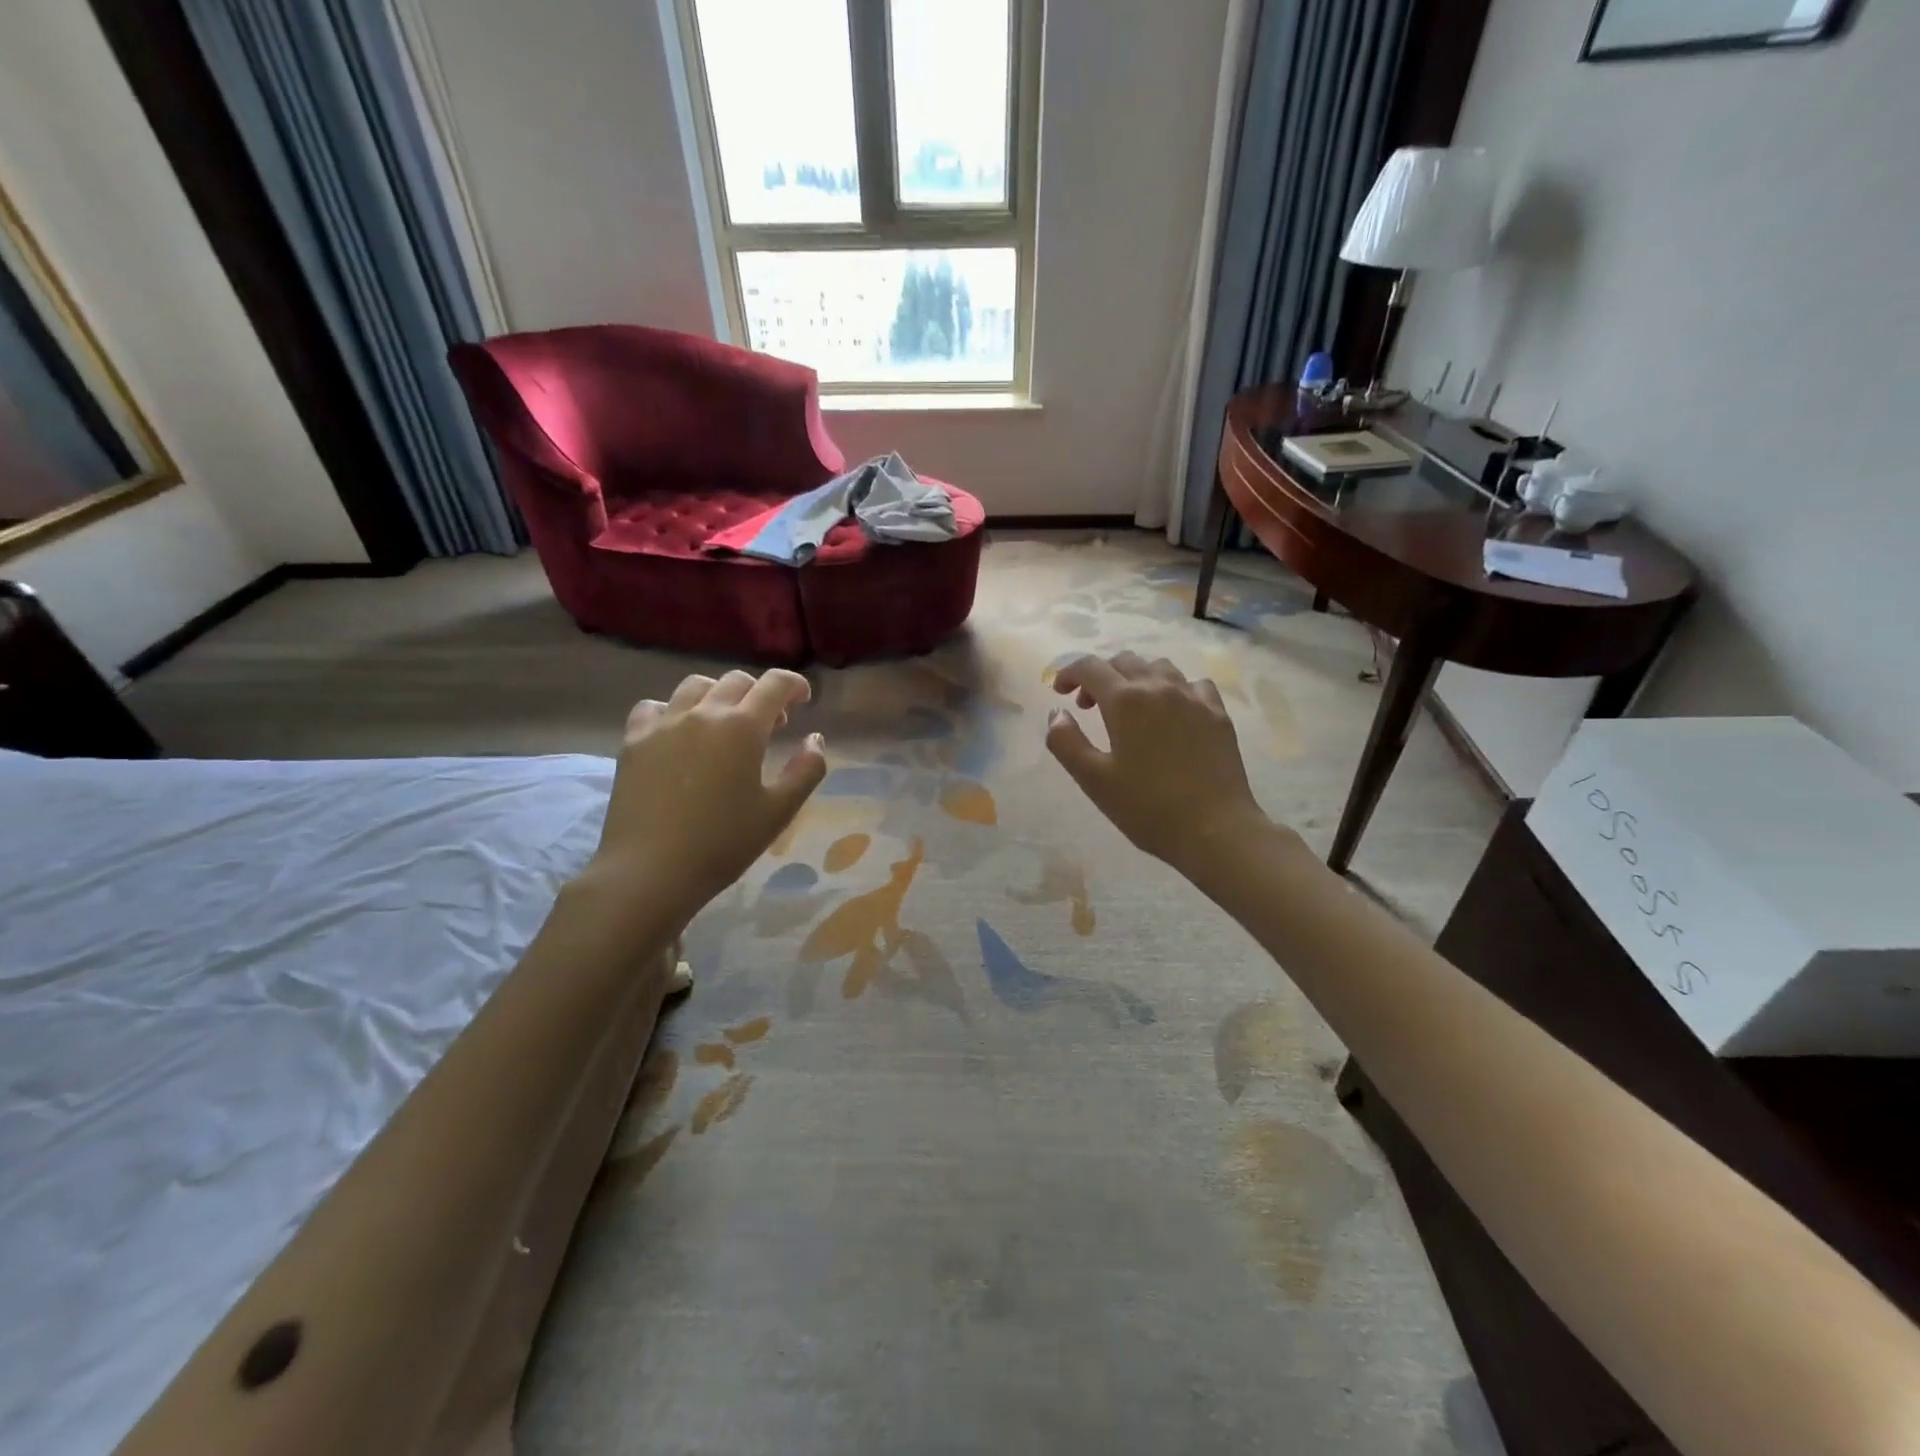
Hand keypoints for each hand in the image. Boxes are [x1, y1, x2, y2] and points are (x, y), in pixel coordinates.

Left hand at [586, 669, 827, 921]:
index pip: (775, 684)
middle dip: (760, 693)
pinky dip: (674, 710)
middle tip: (771, 724)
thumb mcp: (779, 811)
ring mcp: (664, 723)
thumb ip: (806, 770)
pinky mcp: (634, 740)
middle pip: (737, 681)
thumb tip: (816, 739)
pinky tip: (679, 733)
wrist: (650, 871)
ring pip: (696, 686)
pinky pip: (655, 706)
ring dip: (719, 695)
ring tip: (724, 722)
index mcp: (743, 727)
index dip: (794, 684)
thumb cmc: (723, 843)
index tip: (803, 700)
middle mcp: (704, 713)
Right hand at [1046, 652, 1271, 873]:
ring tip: (1130, 706)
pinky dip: (1173, 689)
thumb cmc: (1147, 807)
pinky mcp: (1218, 713)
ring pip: (1159, 667)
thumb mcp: (1094, 780)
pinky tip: (1172, 712)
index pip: (1089, 667)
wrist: (1215, 829)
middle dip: (1100, 676)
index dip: (1068, 673)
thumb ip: (1066, 742)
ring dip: (1136, 677)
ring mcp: (1193, 697)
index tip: (1059, 692)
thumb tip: (1057, 713)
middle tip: (1089, 706)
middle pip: (1123, 661)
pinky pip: (1192, 684)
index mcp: (1125, 701)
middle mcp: (1159, 687)